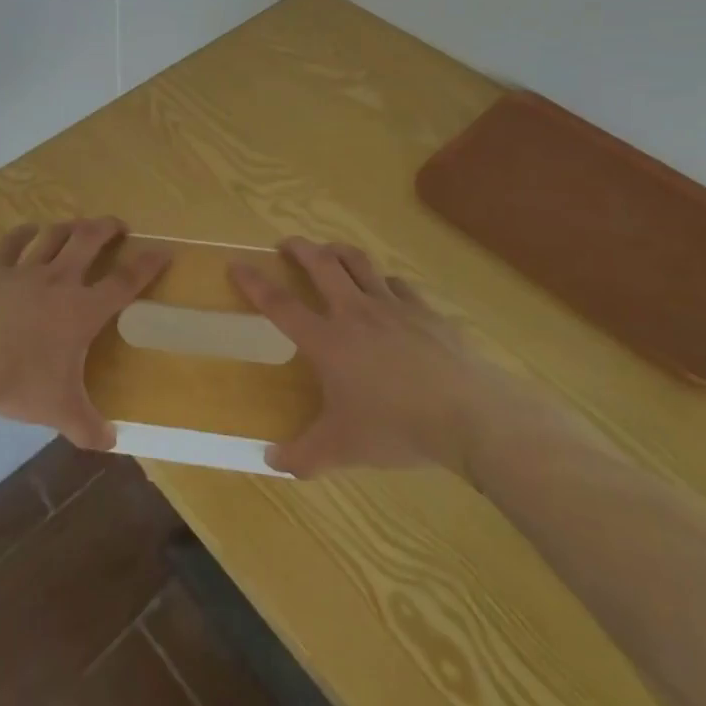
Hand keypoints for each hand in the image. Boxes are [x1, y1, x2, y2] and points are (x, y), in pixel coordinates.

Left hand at [0, 218, 169, 451]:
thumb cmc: (19, 381)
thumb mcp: (59, 411)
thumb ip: (88, 427)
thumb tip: (111, 444)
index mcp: (82, 310)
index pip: (124, 282)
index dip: (147, 264)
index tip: (162, 250)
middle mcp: (59, 281)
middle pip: (89, 240)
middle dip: (107, 228)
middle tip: (118, 225)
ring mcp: (25, 271)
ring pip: (54, 235)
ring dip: (70, 226)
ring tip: (78, 225)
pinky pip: (12, 242)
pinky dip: (23, 232)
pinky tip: (29, 229)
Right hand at [230, 237, 491, 479]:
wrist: (469, 415)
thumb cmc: (397, 428)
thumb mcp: (343, 449)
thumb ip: (304, 455)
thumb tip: (271, 461)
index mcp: (327, 340)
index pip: (280, 304)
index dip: (255, 282)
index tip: (237, 264)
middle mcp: (355, 313)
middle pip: (321, 264)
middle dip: (299, 248)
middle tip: (287, 244)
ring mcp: (393, 307)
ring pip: (359, 263)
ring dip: (339, 251)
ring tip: (330, 251)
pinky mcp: (426, 312)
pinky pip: (399, 285)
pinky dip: (384, 281)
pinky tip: (386, 289)